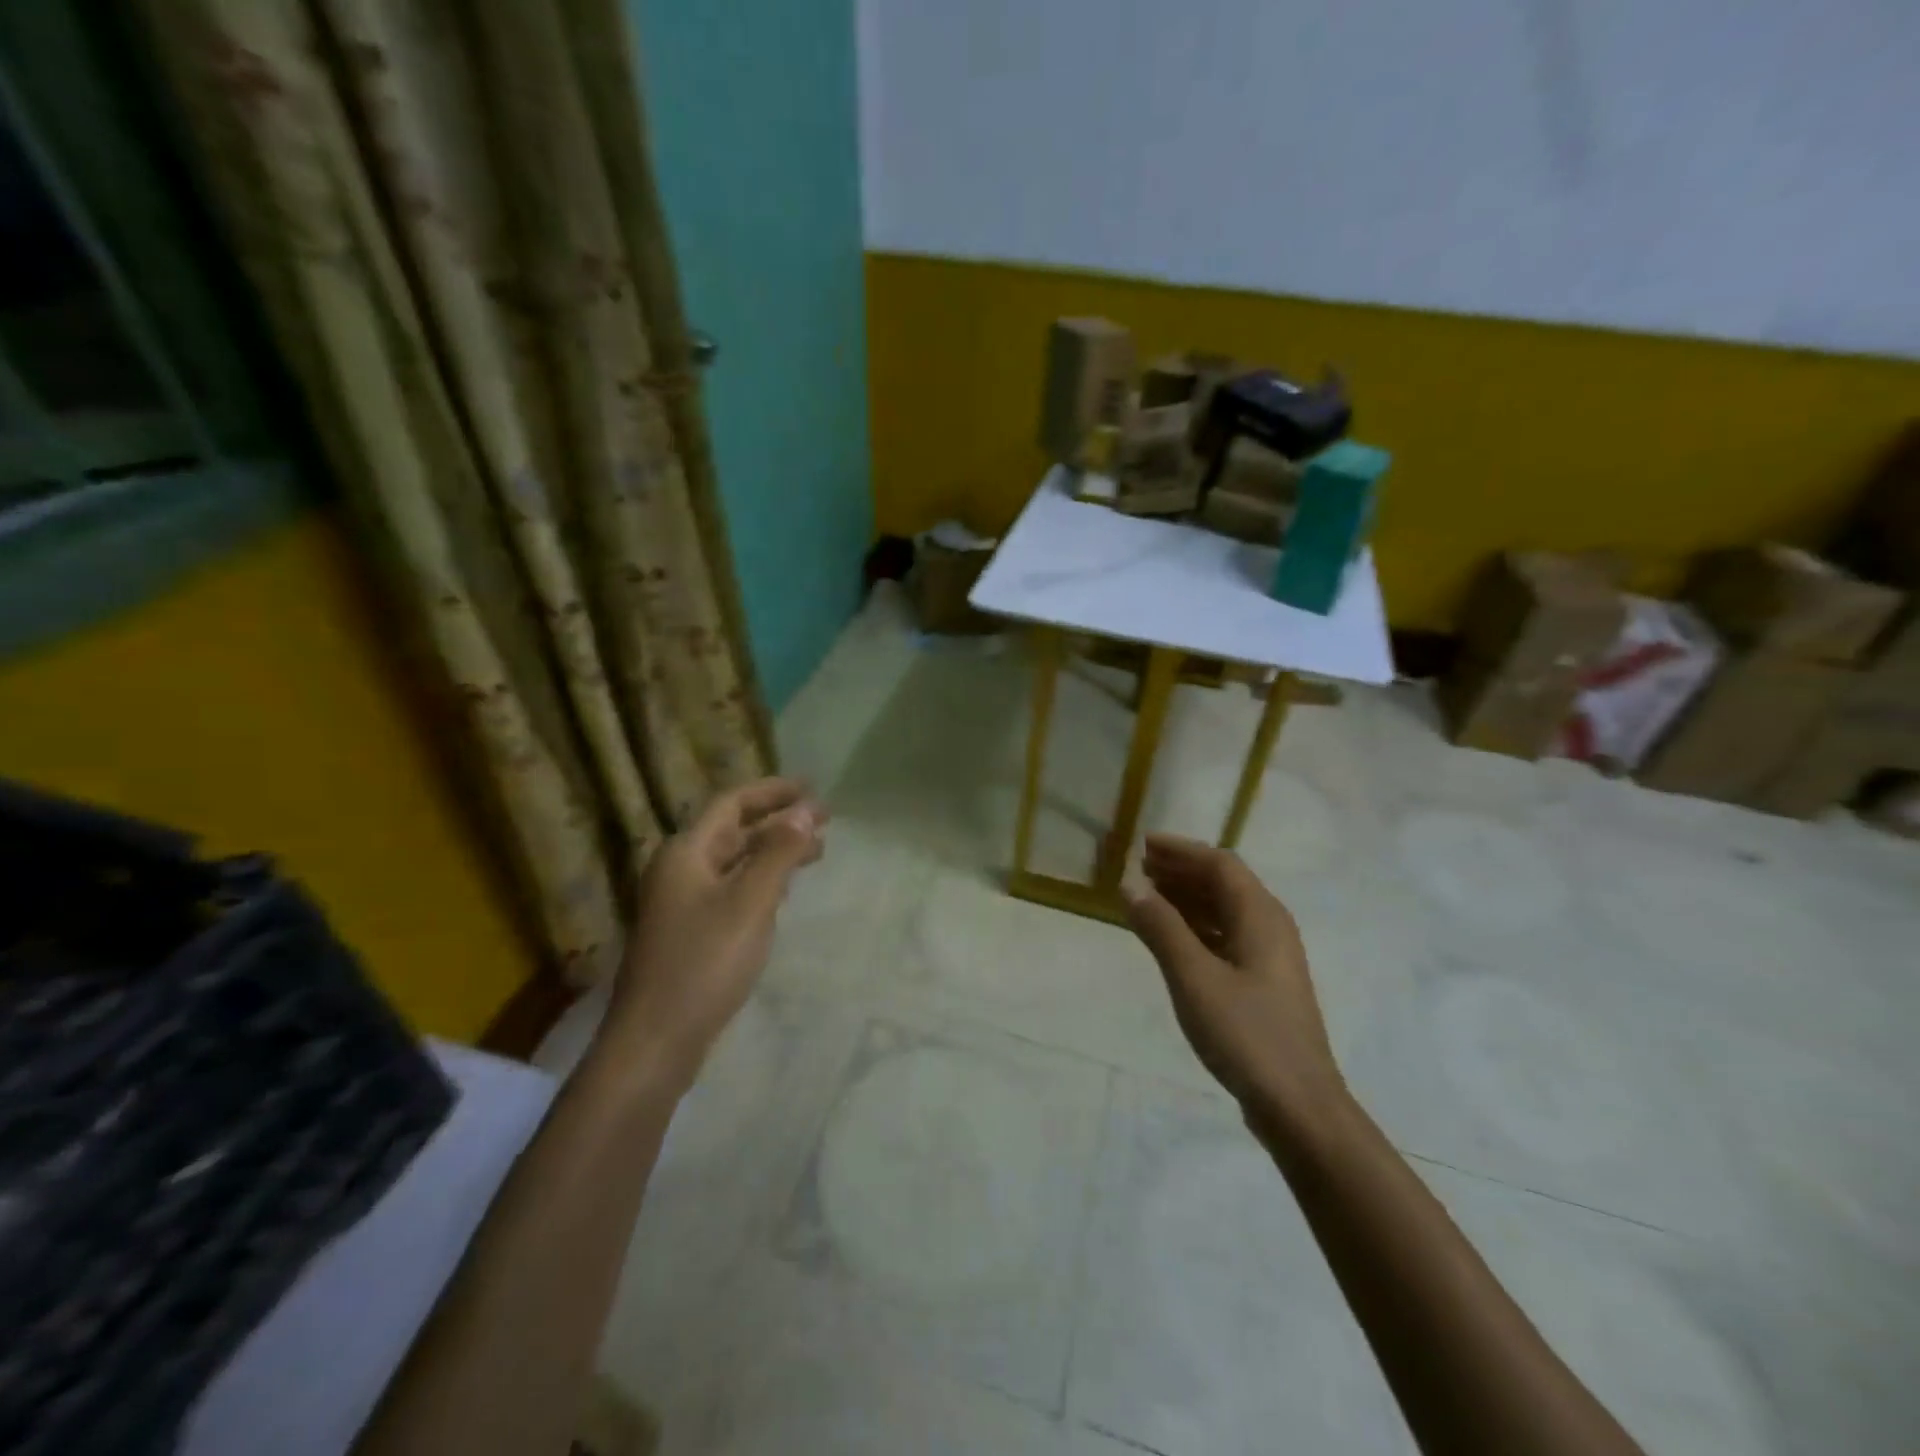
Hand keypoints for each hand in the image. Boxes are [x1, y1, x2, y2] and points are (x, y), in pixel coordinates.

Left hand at [605, 777, 825, 1089]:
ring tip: (817, 851)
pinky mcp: (691, 931)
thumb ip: (779, 853)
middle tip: (825, 819)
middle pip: (734, 830)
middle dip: (779, 821)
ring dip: (774, 850)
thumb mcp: (750, 902)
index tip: (812, 788)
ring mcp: (684, 902)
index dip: (773, 791)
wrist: (656, 1040)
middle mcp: (681, 869)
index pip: (732, 803)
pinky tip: (785, 889)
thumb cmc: (704, 963)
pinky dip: (762, 879)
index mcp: (687, 852)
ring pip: (736, 861)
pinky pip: (733, 888)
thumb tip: (806, 811)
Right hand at [1124, 834, 1350, 1135]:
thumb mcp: (1193, 978)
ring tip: (1148, 896)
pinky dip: (1197, 926)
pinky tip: (1172, 937)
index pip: (1219, 863)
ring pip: (1225, 910)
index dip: (1181, 850)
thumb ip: (1161, 928)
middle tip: (1140, 867)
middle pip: (1224, 882)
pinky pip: (1226, 935)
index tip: (1142, 845)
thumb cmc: (1246, 1034)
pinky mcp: (1264, 982)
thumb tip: (1130, 884)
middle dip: (1182, 870)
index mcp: (1260, 916)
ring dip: (1187, 897)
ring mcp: (1270, 957)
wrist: (1298, 1105)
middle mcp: (1270, 926)